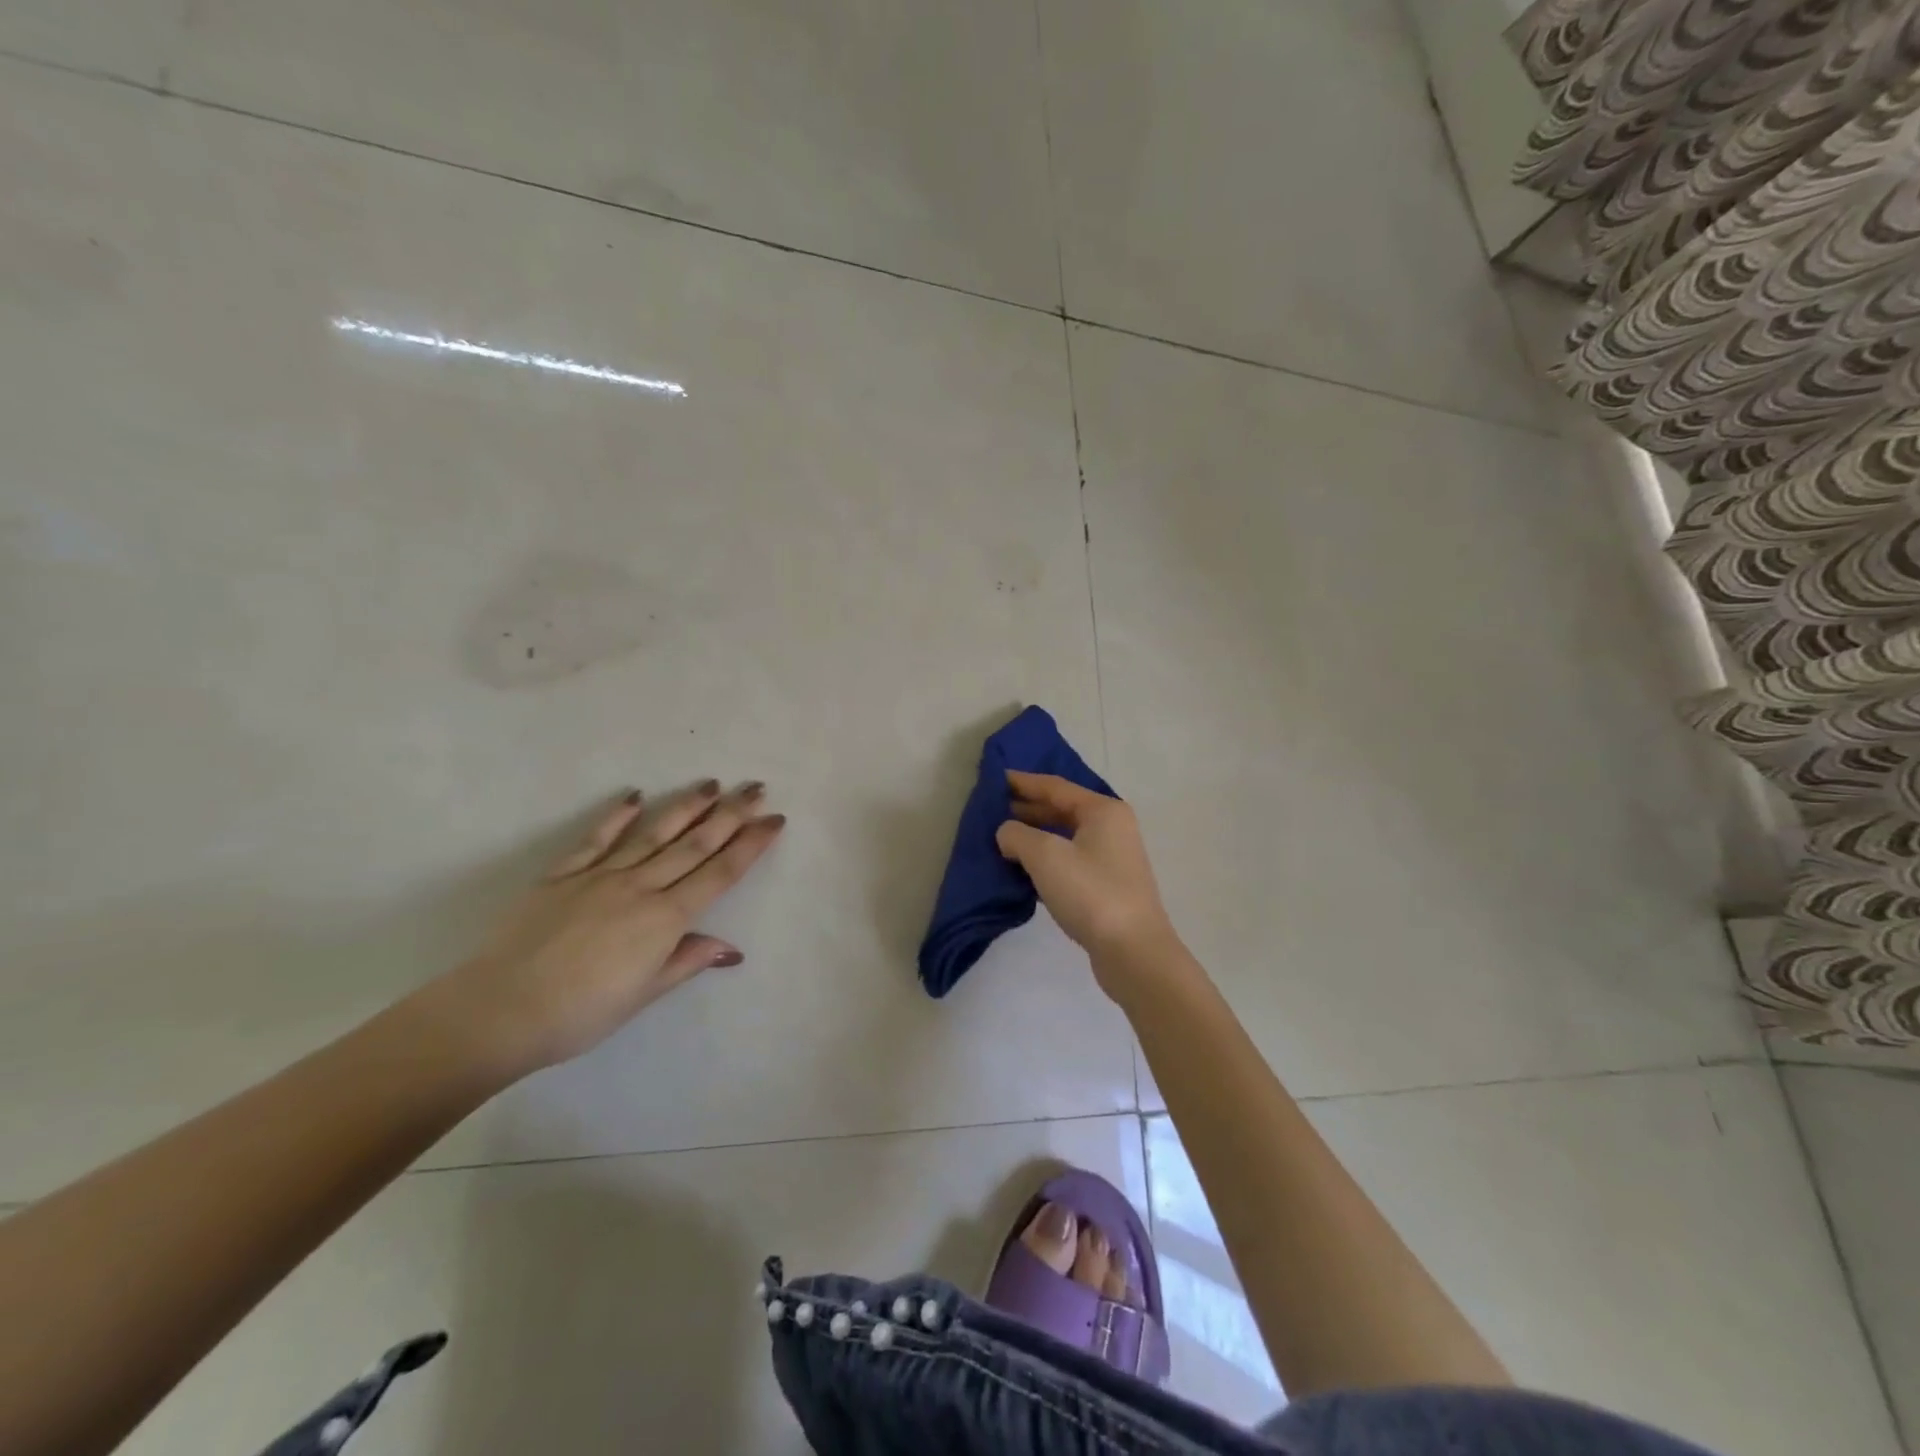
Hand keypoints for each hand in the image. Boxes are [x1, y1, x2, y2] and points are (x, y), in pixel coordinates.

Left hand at [431, 781, 785, 1075]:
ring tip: (711, 784)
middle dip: (730, 814)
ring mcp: (600, 875)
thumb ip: (687, 961)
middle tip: (755, 787)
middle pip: (694, 844)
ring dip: (685, 807)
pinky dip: (617, 815)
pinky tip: (635, 795)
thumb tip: (732, 948)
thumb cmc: (581, 1013)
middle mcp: (640, 886)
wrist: (500, 1010)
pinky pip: (595, 839)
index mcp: (664, 918)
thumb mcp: (643, 994)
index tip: (774, 819)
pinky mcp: (562, 875)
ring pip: (653, 833)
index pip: (720, 873)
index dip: (751, 845)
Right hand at [995, 771, 1179, 982]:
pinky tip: (1024, 868)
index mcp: (1102, 810)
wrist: (1133, 951)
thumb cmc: (1090, 892)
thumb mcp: (1045, 856)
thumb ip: (1018, 835)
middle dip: (1028, 808)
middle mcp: (1112, 827)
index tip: (995, 779)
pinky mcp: (1108, 885)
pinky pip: (1070, 860)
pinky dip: (1047, 859)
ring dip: (1035, 835)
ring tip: (1003, 838)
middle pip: (1063, 809)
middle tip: (994, 809)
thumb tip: (1007, 833)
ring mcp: (1113, 858)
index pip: (1055, 786)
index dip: (1023, 782)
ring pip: (1066, 836)